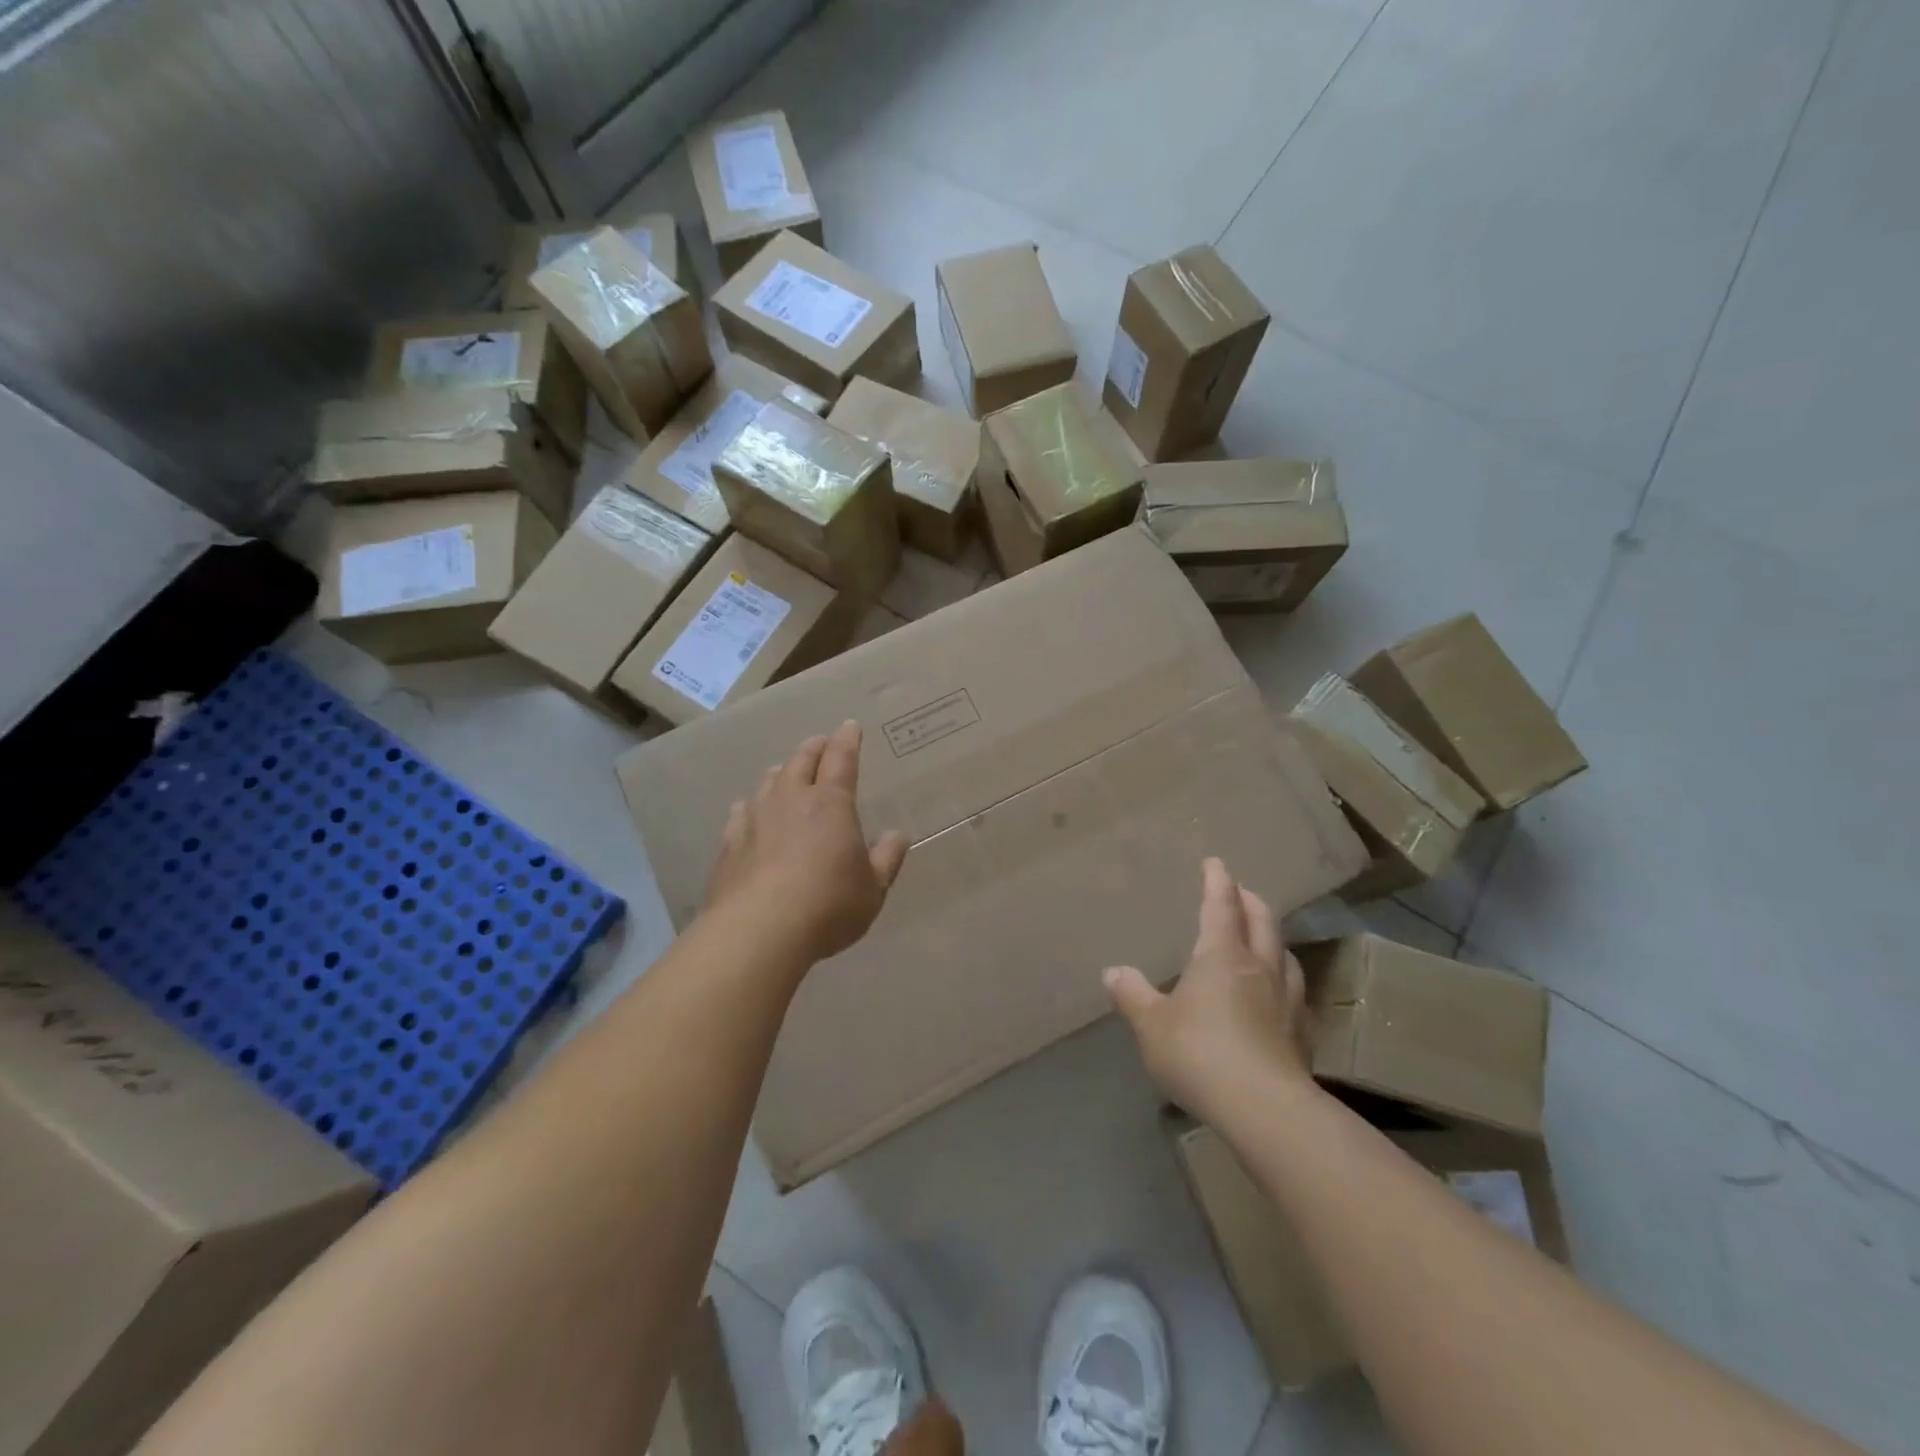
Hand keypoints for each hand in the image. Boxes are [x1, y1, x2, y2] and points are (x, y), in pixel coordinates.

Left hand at [703, 721, 909, 964]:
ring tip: (786, 772)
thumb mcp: (873, 888)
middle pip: (800, 761)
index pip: (841, 759)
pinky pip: (741, 812)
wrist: (758, 931)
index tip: (849, 726)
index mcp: (831, 804)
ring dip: (781, 772)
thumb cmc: (828, 906)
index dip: (847, 740)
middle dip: (814, 748)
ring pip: (769, 782)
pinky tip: (749, 812)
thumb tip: (898, 835)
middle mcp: (791, 800)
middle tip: (820, 743)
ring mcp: (755, 819)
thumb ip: (887, 858)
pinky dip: (751, 805)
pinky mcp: (730, 843)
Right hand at [1104, 858, 1314, 1122]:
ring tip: (1264, 938)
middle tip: (1241, 891)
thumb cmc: (1199, 1053)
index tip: (1215, 863)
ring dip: (1272, 938)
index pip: (1220, 906)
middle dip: (1250, 900)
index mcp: (1221, 956)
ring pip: (1284, 954)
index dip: (1217, 881)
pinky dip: (1285, 980)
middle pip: (1261, 921)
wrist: (1264, 1108)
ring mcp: (1286, 1000)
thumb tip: (1113, 972)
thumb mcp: (1152, 1025)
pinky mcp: (1302, 1033)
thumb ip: (1133, 996)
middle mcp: (1258, 967)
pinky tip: (1281, 995)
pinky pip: (1295, 992)